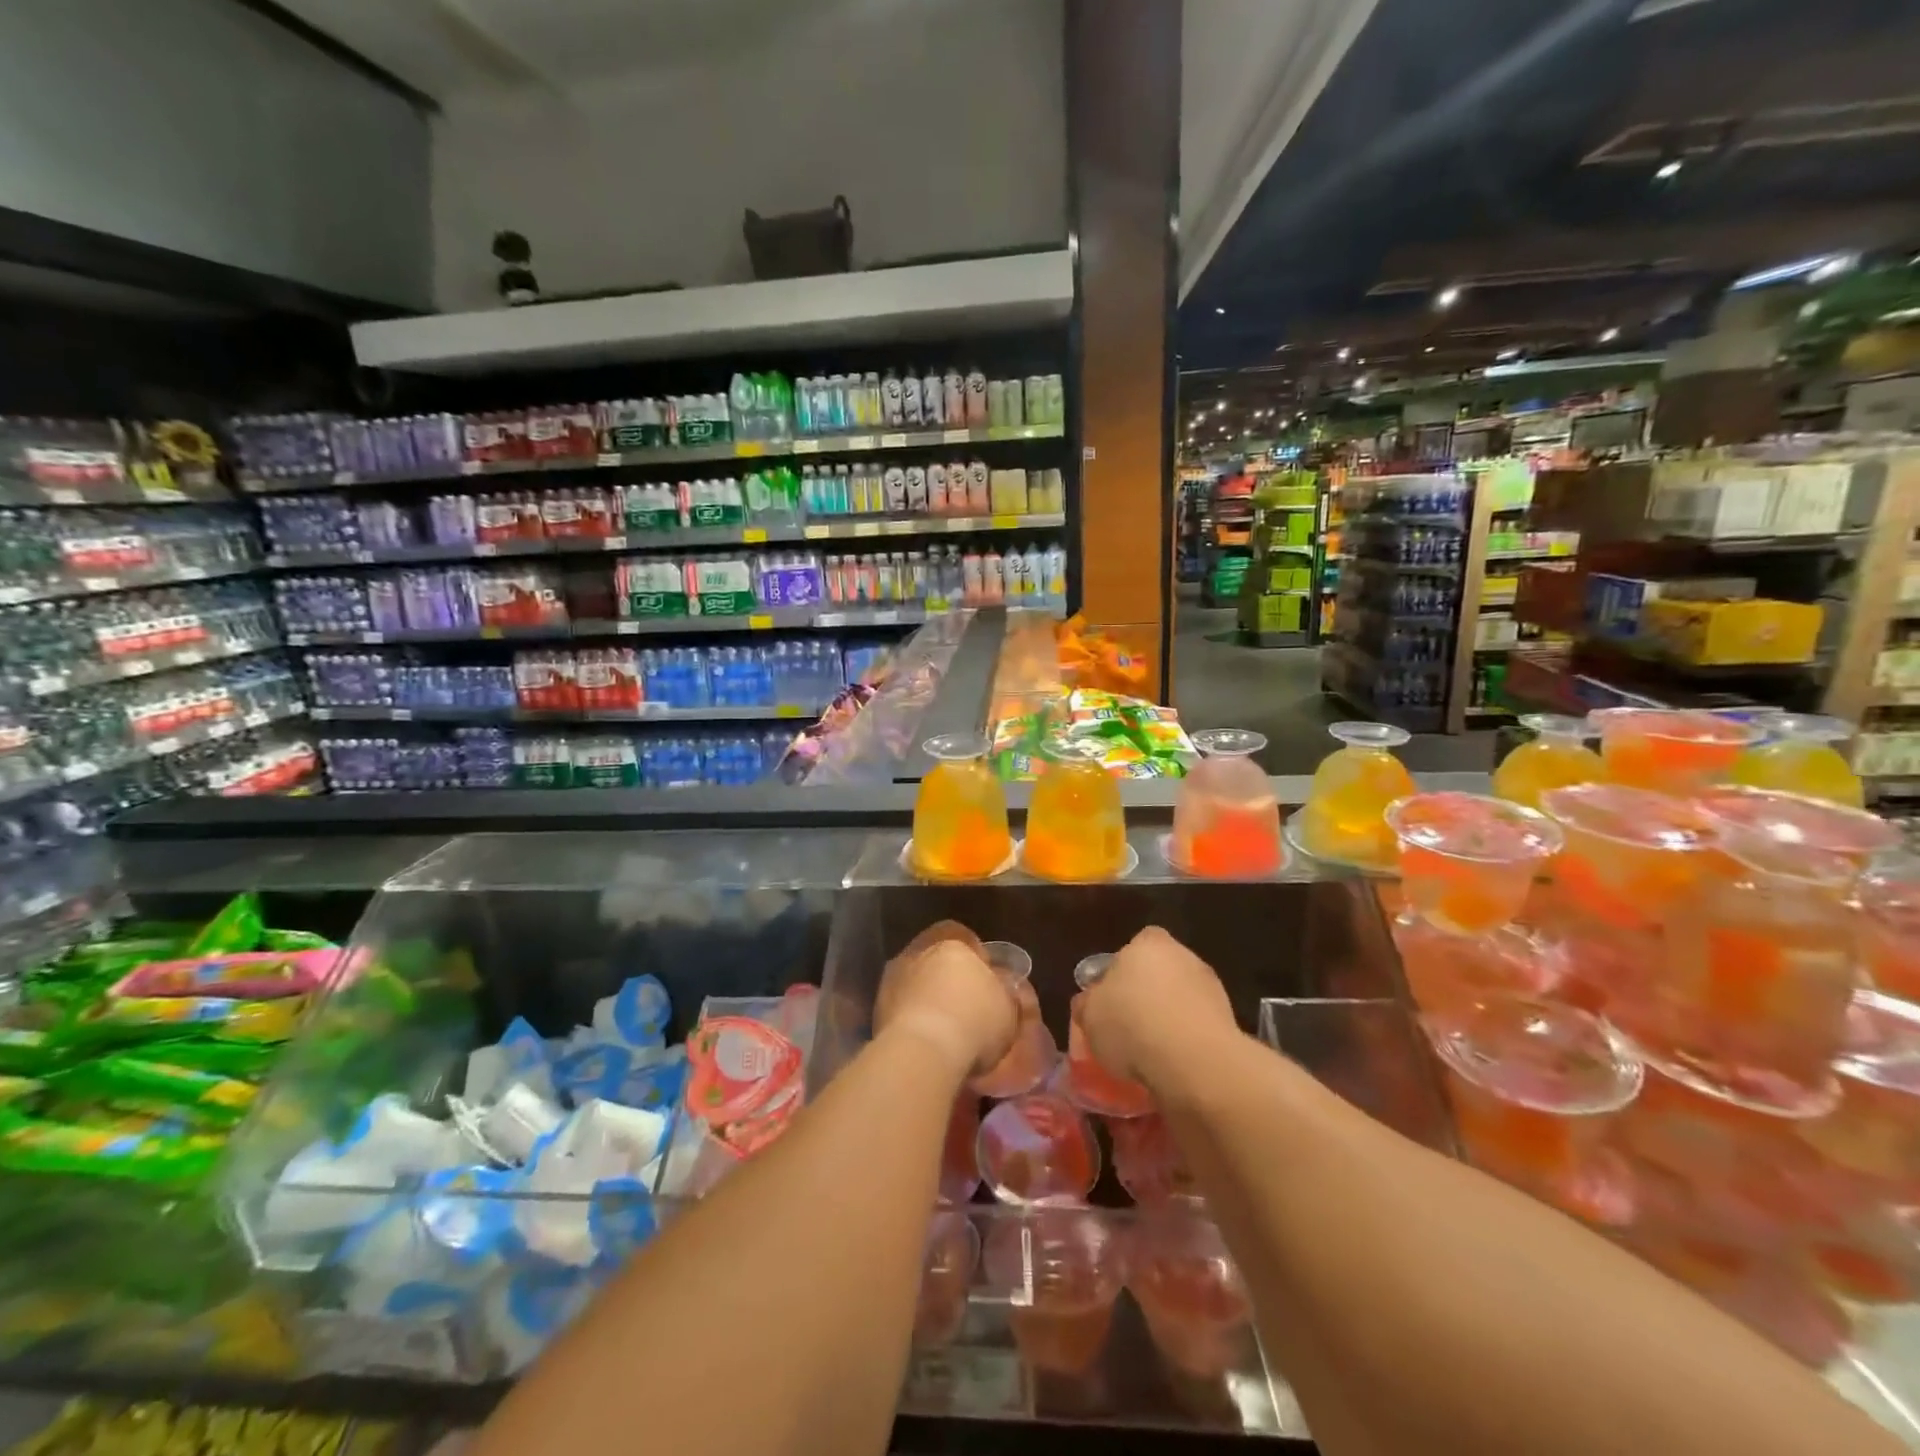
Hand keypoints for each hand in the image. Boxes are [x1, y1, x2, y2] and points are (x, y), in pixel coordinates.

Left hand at [875, 921, 1018, 1077]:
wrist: (924, 1052)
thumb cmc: (974, 1021)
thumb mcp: (1007, 1006)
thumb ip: (1002, 989)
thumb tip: (1000, 983)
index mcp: (951, 942)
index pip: (962, 936)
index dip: (974, 956)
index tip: (984, 979)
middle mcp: (917, 952)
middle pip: (934, 957)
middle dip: (946, 976)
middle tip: (962, 1003)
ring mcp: (892, 978)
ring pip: (914, 981)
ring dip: (925, 997)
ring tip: (942, 1026)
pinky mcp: (876, 1009)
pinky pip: (900, 1007)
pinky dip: (911, 1018)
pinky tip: (925, 1038)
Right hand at [1078, 926, 1237, 1089]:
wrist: (1194, 1062)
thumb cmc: (1132, 1025)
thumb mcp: (1090, 1016)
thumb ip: (1088, 1003)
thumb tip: (1089, 1002)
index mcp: (1149, 943)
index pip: (1136, 945)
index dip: (1123, 969)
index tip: (1113, 997)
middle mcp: (1184, 956)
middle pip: (1161, 971)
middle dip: (1148, 993)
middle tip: (1129, 1024)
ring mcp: (1211, 988)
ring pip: (1181, 999)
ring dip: (1170, 1018)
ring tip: (1150, 1052)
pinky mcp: (1229, 1022)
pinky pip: (1197, 1027)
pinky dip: (1187, 1040)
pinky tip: (1172, 1064)